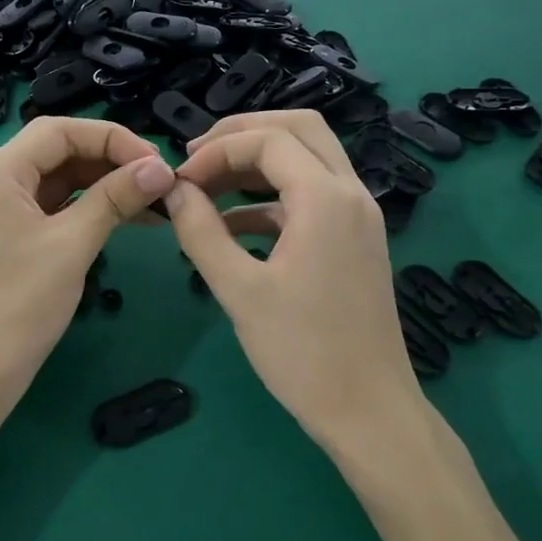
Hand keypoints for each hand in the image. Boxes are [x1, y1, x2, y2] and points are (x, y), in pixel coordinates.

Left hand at [0, 117, 175, 426]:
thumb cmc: (19, 306)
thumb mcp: (72, 245)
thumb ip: (115, 198)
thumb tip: (160, 168)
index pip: (60, 131)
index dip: (112, 138)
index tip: (156, 162)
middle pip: (59, 151)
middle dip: (111, 161)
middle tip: (160, 181)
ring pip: (59, 179)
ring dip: (104, 185)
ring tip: (154, 201)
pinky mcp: (7, 232)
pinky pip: (53, 206)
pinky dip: (88, 208)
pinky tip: (128, 217)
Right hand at [164, 110, 420, 447]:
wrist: (369, 410)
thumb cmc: (302, 352)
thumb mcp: (239, 290)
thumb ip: (200, 231)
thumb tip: (172, 190)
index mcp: (326, 198)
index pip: (267, 140)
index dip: (216, 151)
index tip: (179, 182)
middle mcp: (351, 193)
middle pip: (299, 129)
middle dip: (243, 134)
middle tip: (197, 157)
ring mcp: (359, 216)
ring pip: (308, 159)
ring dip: (258, 163)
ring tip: (206, 187)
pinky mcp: (356, 240)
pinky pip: (312, 197)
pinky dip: (271, 198)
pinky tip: (233, 227)